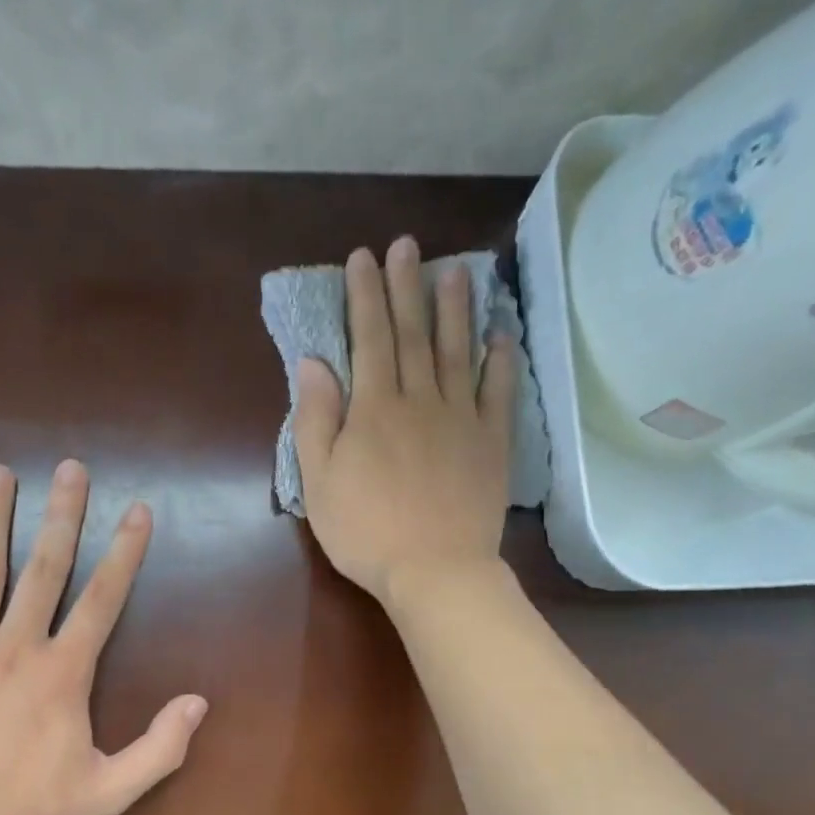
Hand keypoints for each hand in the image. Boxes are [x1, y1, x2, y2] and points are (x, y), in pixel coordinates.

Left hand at [0, 461, 207, 814]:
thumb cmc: (28, 814)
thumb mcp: (109, 792)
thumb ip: (160, 748)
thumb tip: (199, 703)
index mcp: (63, 672)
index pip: (103, 599)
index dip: (125, 553)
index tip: (138, 510)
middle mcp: (16, 646)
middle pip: (45, 568)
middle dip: (63, 515)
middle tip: (71, 468)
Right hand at [292, 236, 515, 605]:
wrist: (434, 570)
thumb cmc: (365, 530)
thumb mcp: (318, 481)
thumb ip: (315, 419)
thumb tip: (313, 363)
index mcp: (374, 408)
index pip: (369, 339)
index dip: (364, 296)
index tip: (363, 259)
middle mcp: (421, 400)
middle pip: (414, 334)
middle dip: (406, 287)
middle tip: (406, 245)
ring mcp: (462, 419)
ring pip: (458, 352)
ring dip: (455, 309)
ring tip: (455, 271)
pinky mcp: (492, 442)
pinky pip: (499, 392)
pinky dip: (502, 361)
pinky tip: (501, 335)